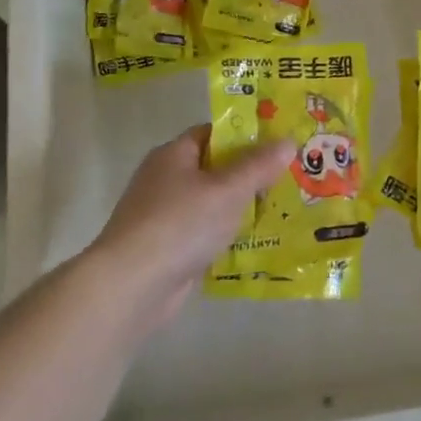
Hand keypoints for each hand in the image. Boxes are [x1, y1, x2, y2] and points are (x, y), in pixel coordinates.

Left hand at [85, 126, 294, 332]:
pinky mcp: (167, 249)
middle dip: (250, 175)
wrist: (130, 287)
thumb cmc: (180, 224)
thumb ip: (259, 166)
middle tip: (290, 179)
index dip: (246, 136)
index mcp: (174, 154)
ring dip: (241, 210)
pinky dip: (226, 237)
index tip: (279, 145)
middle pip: (215, 169)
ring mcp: (163, 216)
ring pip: (212, 205)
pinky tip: (256, 245)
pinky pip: (205, 234)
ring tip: (283, 212)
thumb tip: (288, 141)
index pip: (214, 133)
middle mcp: (165, 180)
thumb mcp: (228, 190)